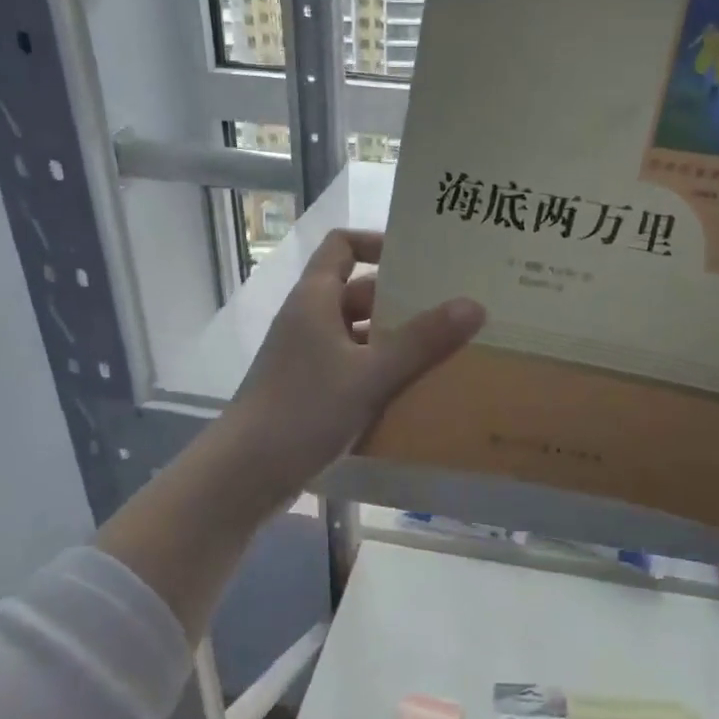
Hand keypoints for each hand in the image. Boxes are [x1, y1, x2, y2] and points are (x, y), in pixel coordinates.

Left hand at [222, 229, 484, 504]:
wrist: (245, 474)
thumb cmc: (304, 410)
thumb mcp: (371, 374)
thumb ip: (422, 341)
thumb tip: (474, 304)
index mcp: (315, 299)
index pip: (343, 245)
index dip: (378, 243)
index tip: (420, 260)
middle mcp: (309, 320)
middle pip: (358, 292)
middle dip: (401, 300)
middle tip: (451, 307)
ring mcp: (307, 357)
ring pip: (358, 334)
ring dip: (394, 340)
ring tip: (444, 349)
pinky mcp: (310, 390)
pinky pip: (352, 367)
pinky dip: (380, 371)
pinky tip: (414, 391)